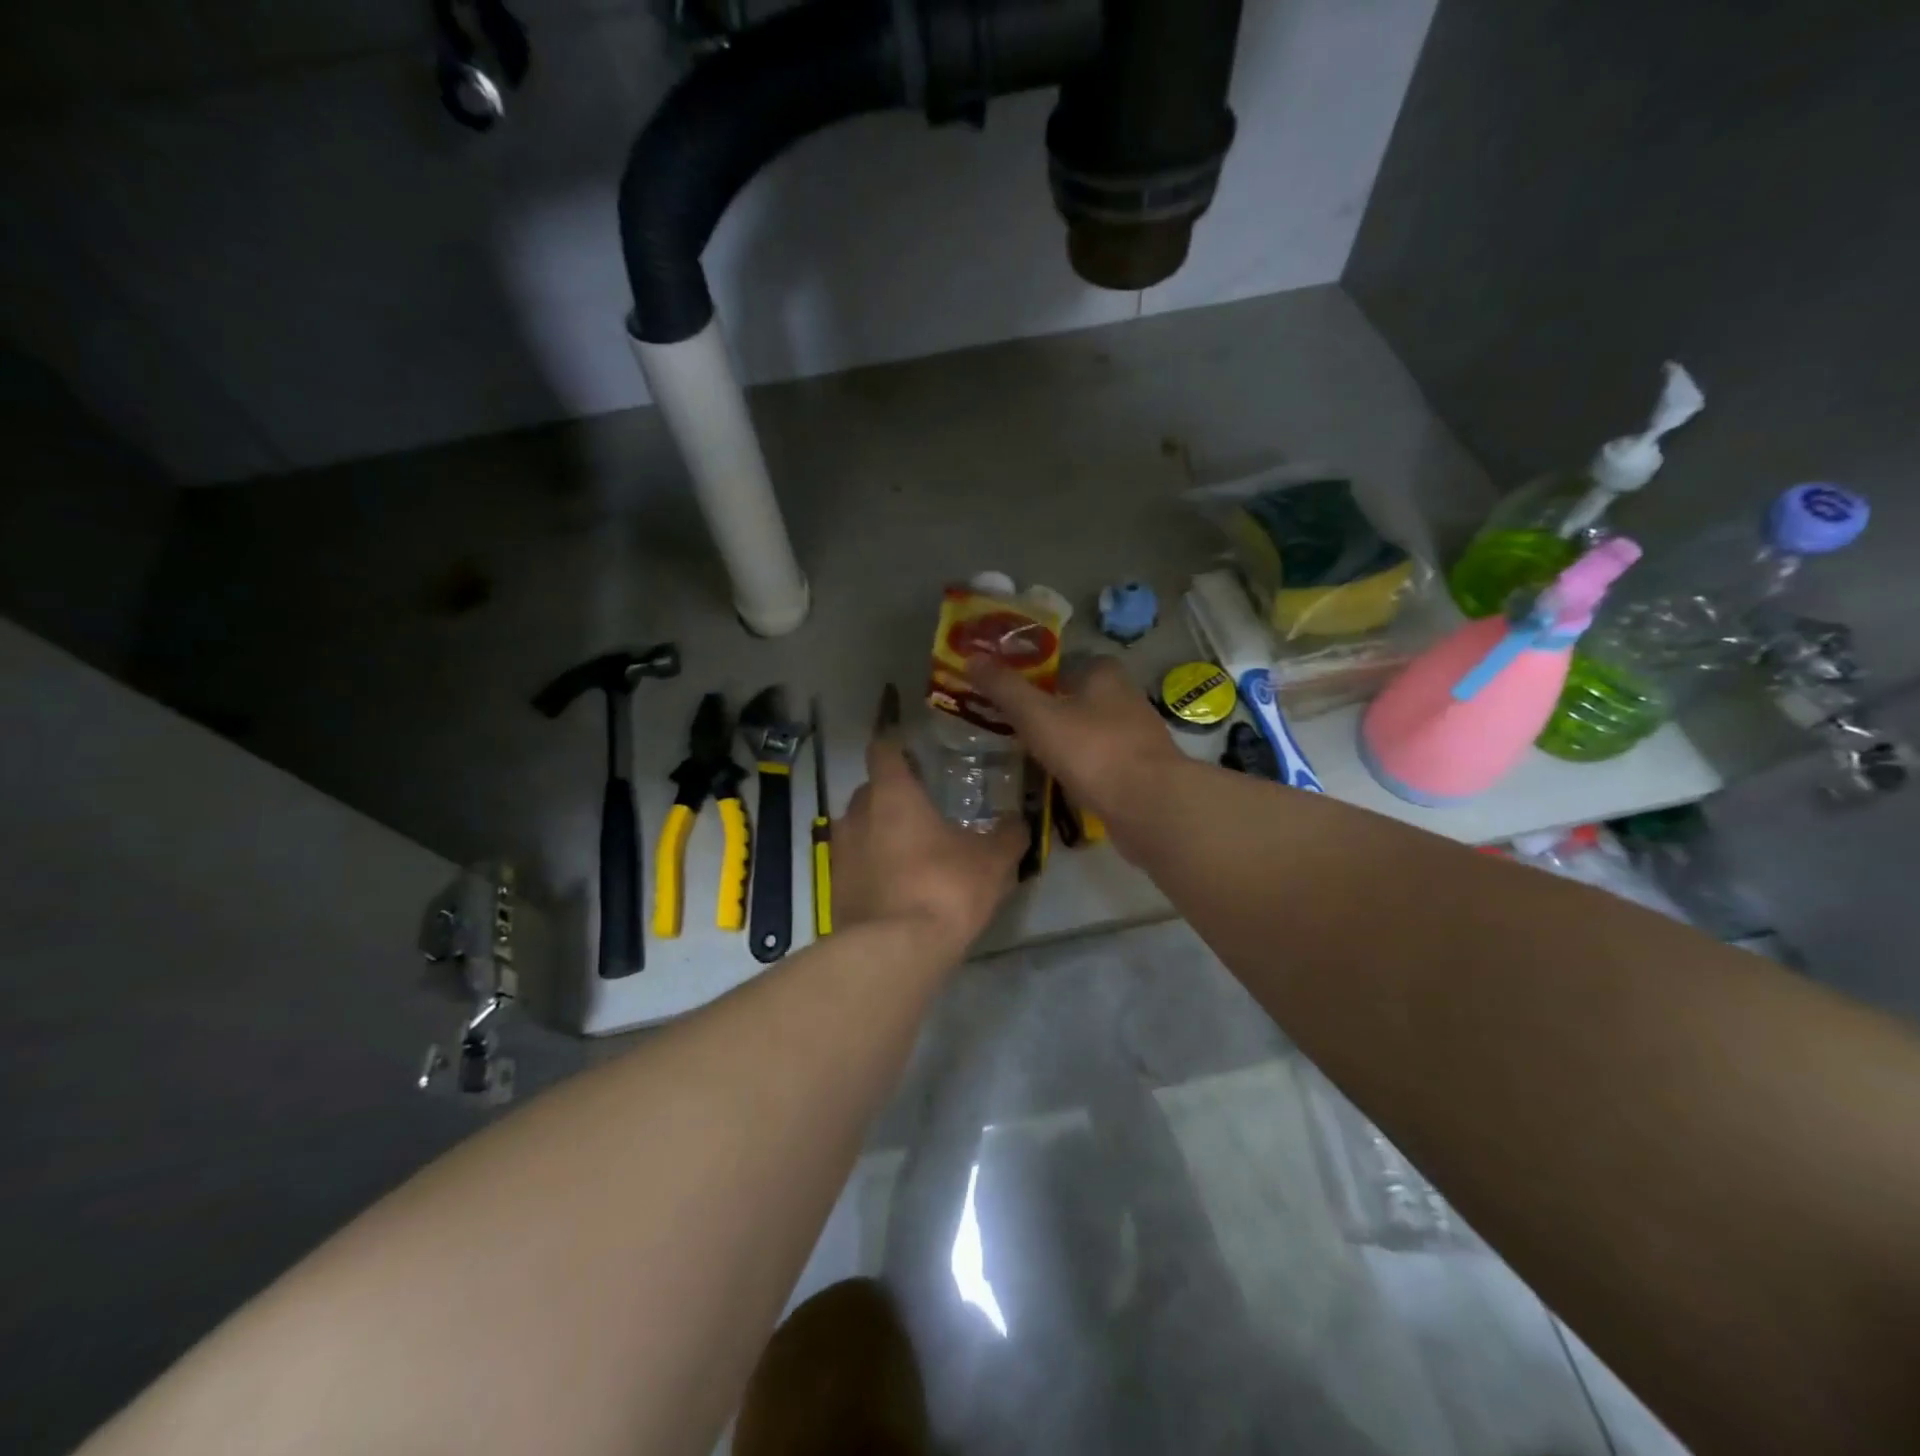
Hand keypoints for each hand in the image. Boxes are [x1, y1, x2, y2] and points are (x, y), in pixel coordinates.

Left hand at [833, 725, 1025, 956]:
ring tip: (912, 852)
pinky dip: (872, 868)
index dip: (896, 747)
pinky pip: (854, 864)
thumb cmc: (944, 888)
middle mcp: (857, 814)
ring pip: (859, 828)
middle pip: (870, 790)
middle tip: (923, 809)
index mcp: (892, 793)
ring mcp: (839, 852)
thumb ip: (1007, 835)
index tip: (914, 753)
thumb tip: (1018, 821)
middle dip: (892, 796)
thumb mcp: (992, 861)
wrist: (894, 951)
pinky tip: (898, 887)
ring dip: (880, 834)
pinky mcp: (832, 888)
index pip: (883, 749)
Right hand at [965, 654, 1182, 845]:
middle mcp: (1125, 697)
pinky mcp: (1140, 769)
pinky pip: (1101, 760)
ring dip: (1066, 740)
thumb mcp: (1037, 715)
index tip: (1011, 694)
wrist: (1149, 805)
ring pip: (1090, 730)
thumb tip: (972, 657)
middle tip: (1014, 726)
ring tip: (1031, 755)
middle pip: (1078, 697)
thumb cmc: (1091, 750)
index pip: (1065, 663)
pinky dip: (1082, 766)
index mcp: (1105, 674)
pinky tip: (1062, 781)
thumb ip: (1005, 688)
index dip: (1037, 675)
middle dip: (1049, 709)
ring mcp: (1137, 735)